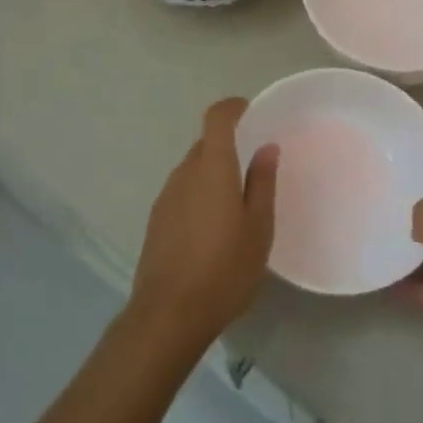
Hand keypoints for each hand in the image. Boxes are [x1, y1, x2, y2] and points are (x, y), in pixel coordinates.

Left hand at [128, 98, 279, 351]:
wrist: (169, 314)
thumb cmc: (224, 268)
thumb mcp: (258, 227)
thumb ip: (262, 182)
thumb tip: (266, 148)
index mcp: (212, 167)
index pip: (216, 118)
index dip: (232, 107)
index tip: (250, 111)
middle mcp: (184, 173)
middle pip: (205, 145)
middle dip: (227, 147)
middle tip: (252, 168)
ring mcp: (166, 197)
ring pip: (192, 171)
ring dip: (212, 175)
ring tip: (235, 205)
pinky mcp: (156, 221)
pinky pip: (182, 193)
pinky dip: (198, 196)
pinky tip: (212, 229)